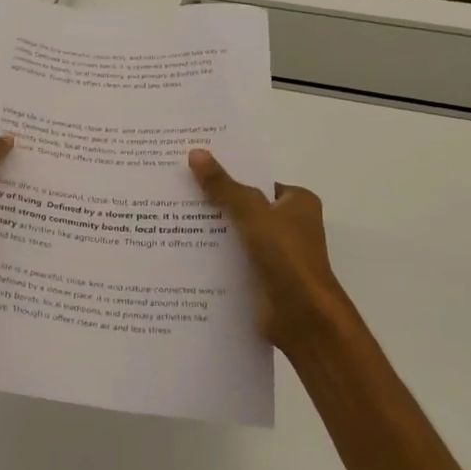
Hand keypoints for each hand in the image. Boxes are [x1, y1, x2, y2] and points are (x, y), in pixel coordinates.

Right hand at [189, 149, 359, 352]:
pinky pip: (232, 261)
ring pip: (236, 236)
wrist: (302, 316)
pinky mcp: (261, 278)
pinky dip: (213, 258)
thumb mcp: (251, 213)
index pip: (258, 182)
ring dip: (210, 233)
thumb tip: (196, 153)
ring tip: (168, 220)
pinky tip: (181, 252)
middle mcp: (289, 226)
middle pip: (244, 208)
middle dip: (214, 204)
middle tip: (174, 192)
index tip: (194, 170)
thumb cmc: (286, 256)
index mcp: (298, 203)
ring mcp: (275, 254)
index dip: (229, 175)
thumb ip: (223, 186)